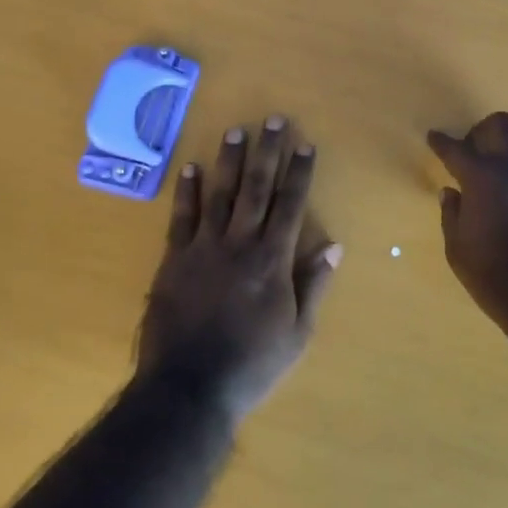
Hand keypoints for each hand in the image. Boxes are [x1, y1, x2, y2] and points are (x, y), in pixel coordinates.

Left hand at [138, 116, 341, 425]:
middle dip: (268, 151)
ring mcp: (204, 248)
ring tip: (235, 131)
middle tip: (273, 120)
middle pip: (257, 188)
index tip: (306, 144)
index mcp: (273, 259)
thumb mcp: (297, 333)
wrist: (189, 388)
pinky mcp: (174, 259)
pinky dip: (186, 191)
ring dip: (229, 161)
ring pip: (220, 194)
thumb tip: (334, 245)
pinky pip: (181, 217)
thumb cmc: (252, 364)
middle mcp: (240, 243)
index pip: (291, 204)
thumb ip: (314, 285)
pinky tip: (190, 168)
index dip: (300, 172)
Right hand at [428, 112, 507, 340]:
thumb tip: (451, 193)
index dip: (442, 141)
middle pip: (502, 125)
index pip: (456, 149)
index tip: (434, 136)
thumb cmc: (499, 280)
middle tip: (476, 150)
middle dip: (484, 130)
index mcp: (483, 178)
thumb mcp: (459, 253)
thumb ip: (452, 216)